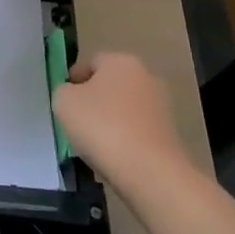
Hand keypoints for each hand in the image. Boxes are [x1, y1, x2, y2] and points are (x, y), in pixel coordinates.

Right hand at [54, 52, 185, 187]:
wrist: (149, 172)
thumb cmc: (102, 126)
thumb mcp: (64, 101)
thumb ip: (64, 91)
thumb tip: (74, 95)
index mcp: (121, 61)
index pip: (91, 62)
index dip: (74, 80)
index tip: (64, 101)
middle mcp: (146, 77)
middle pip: (111, 86)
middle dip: (94, 101)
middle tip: (76, 122)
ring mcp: (162, 107)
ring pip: (125, 110)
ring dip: (110, 122)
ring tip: (94, 145)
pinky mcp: (171, 136)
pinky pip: (138, 133)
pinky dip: (126, 141)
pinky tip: (114, 158)